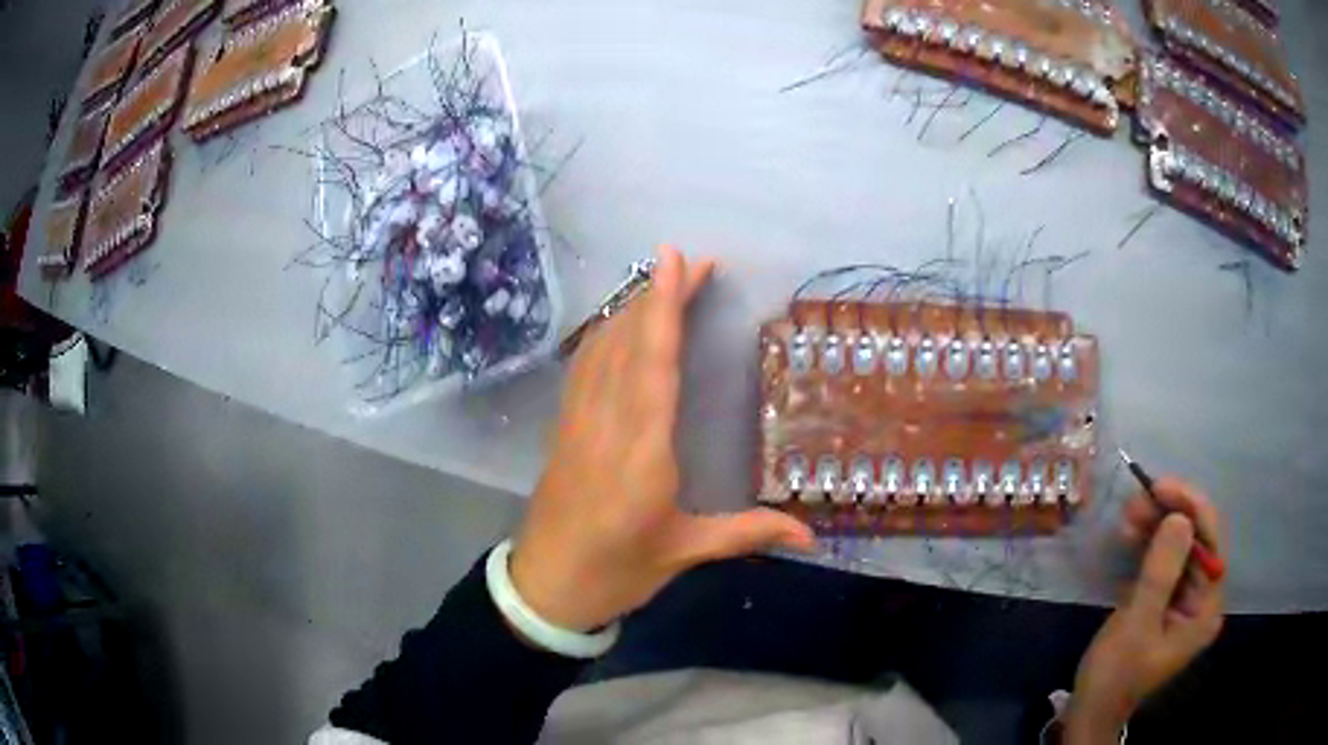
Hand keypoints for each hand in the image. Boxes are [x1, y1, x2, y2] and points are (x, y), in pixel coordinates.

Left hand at [509, 246, 816, 631]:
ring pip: (602, 349)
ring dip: (629, 309)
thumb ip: (747, 533)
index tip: (677, 261)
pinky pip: (583, 367)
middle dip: (656, 295)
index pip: (654, 364)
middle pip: (629, 343)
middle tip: (689, 261)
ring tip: (660, 282)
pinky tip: (616, 324)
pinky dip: (603, 335)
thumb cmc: (616, 571)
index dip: (664, 307)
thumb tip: (812, 535)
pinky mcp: (564, 428)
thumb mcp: (684, 552)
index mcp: (642, 452)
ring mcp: (579, 422)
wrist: (546, 587)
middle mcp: (607, 424)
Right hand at [1066, 479, 1225, 742]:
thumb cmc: (1116, 674)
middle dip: (1169, 517)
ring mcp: (1184, 601)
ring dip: (1156, 528)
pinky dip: (1149, 546)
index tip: (1160, 487)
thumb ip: (1161, 573)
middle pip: (1195, 542)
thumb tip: (1179, 516)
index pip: (1210, 545)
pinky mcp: (1166, 602)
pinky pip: (1164, 562)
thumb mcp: (1137, 625)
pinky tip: (1131, 536)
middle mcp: (1202, 599)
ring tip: (1129, 515)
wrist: (1091, 709)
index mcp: (1206, 609)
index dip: (1191, 509)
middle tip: (1138, 499)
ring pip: (1179, 548)